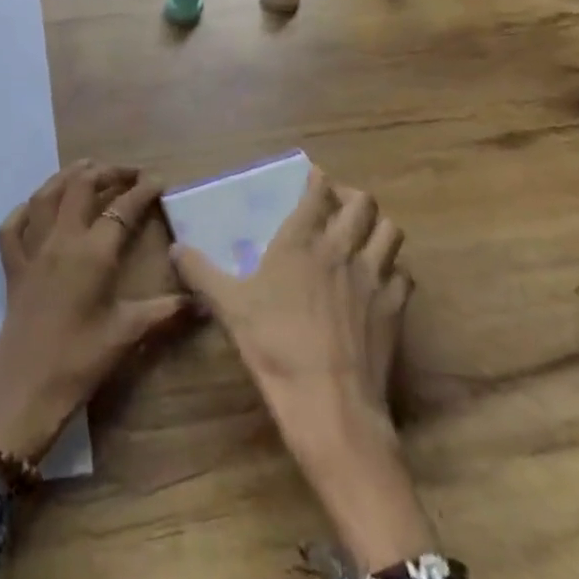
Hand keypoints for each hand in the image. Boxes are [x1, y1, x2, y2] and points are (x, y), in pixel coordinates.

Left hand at [0, 162, 187, 464]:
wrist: (25, 391)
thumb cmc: (81, 360)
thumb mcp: (128, 334)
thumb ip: (165, 311)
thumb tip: (202, 301)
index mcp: (93, 253)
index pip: (122, 209)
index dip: (142, 191)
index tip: (159, 180)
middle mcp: (61, 240)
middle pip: (81, 188)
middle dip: (106, 172)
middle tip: (127, 172)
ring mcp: (32, 251)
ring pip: (46, 196)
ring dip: (66, 177)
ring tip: (85, 168)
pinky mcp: (12, 268)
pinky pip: (12, 227)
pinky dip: (24, 210)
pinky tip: (35, 207)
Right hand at [173, 166, 435, 571]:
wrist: (329, 402)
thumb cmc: (275, 345)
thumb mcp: (229, 307)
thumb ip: (201, 273)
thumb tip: (175, 249)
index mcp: (301, 241)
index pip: (318, 193)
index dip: (318, 180)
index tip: (315, 176)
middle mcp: (342, 249)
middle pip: (363, 204)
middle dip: (351, 196)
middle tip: (338, 204)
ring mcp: (374, 277)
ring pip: (390, 231)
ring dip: (377, 226)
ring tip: (364, 234)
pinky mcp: (395, 308)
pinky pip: (403, 274)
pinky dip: (393, 270)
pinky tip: (381, 281)